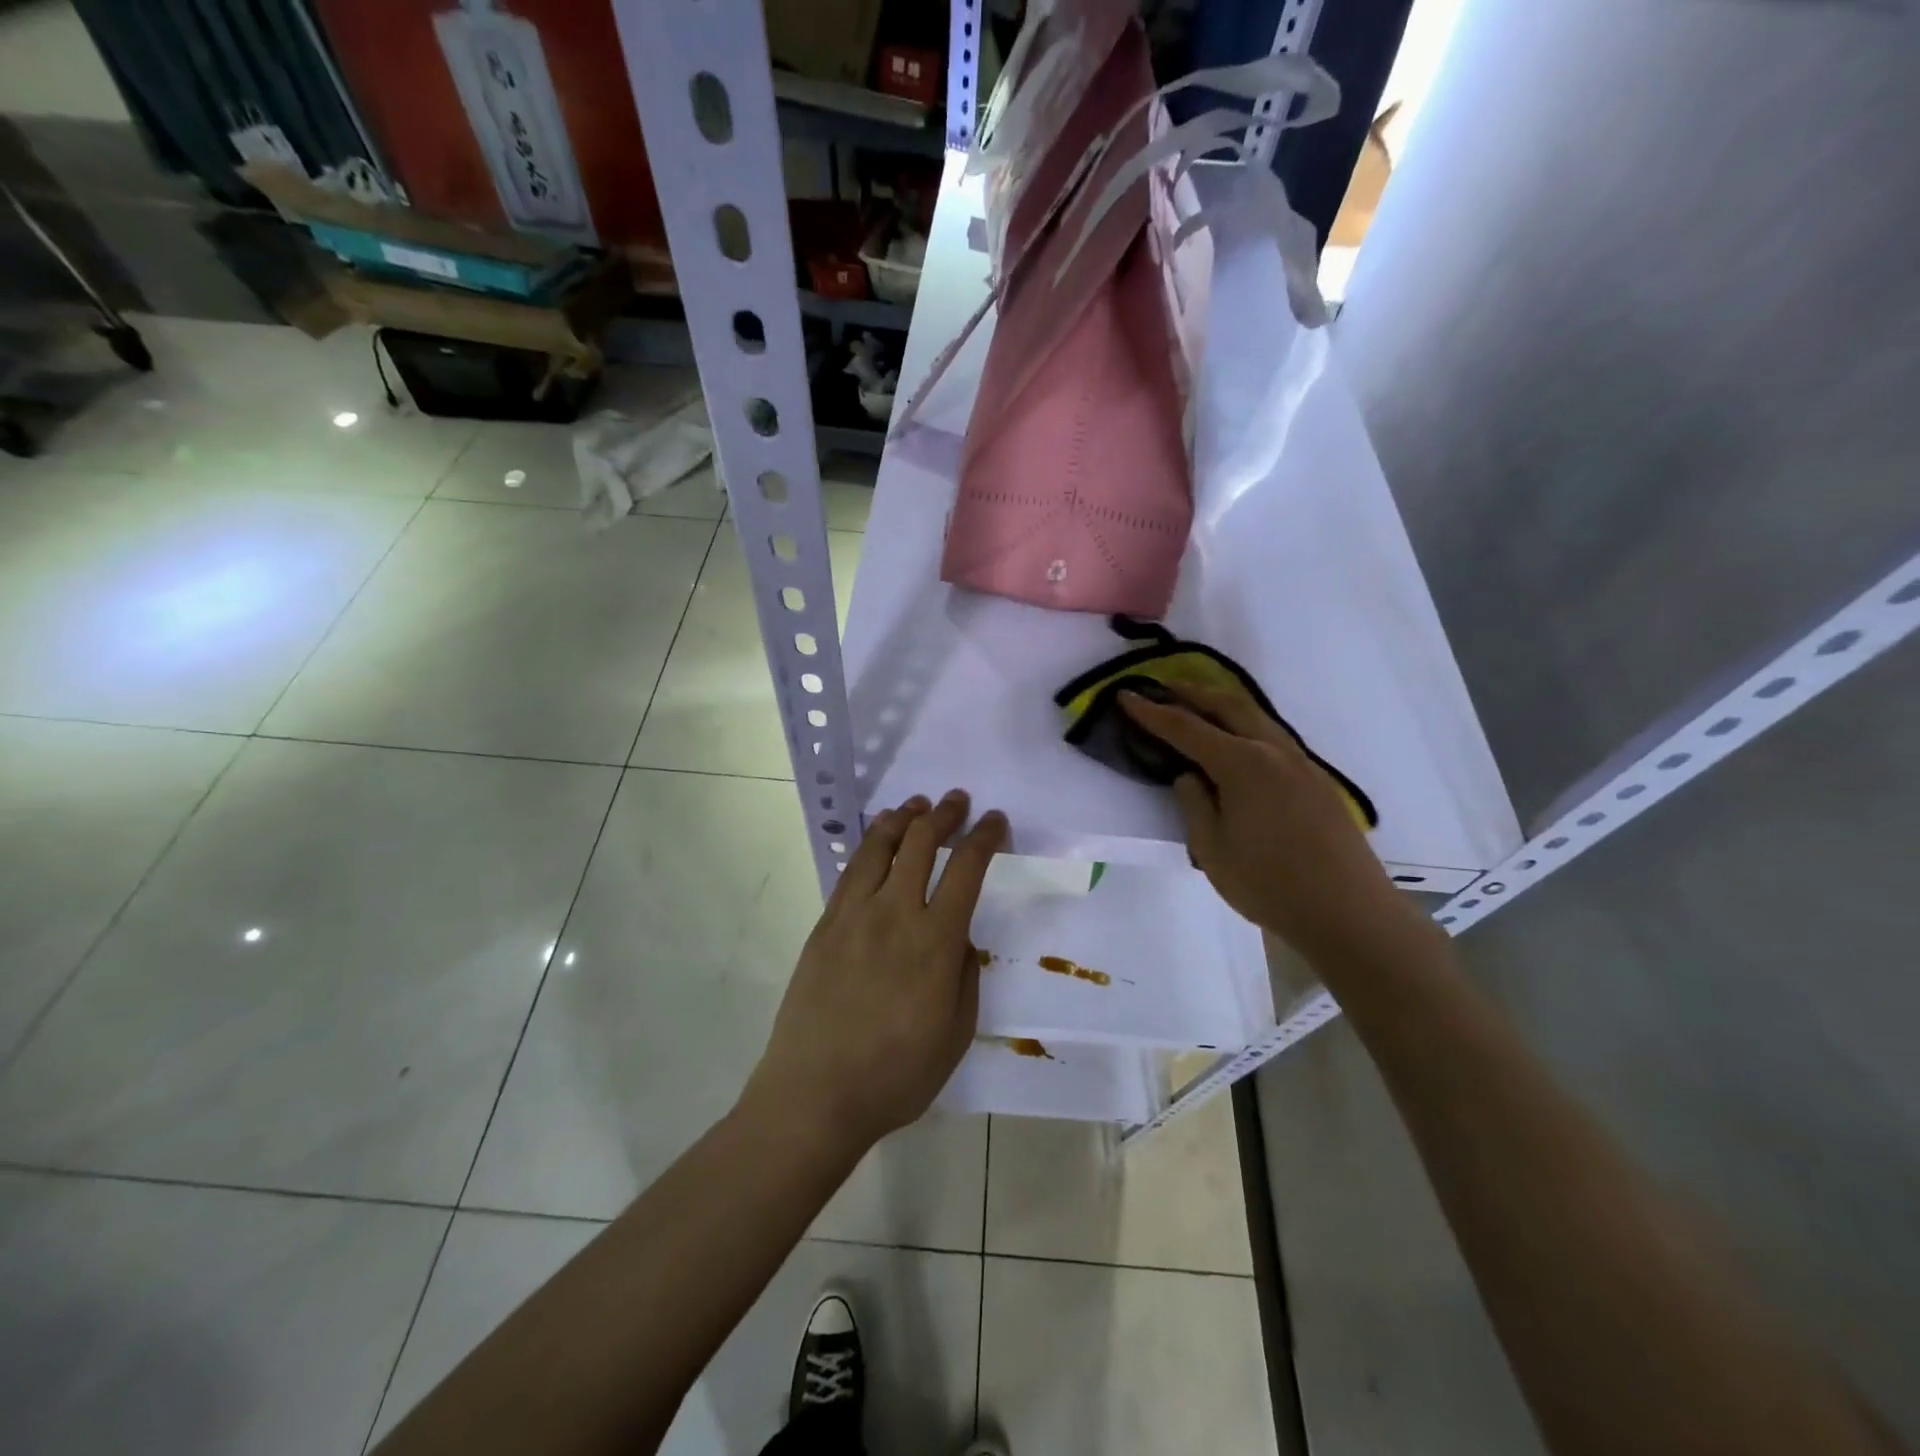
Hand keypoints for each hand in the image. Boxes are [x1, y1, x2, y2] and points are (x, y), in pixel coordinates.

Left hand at [743, 790, 1007, 1154]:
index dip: (984, 837)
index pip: (966, 870)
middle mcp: (895, 914)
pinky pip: (851, 872)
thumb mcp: (956, 1034)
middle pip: (921, 844)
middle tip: (957, 800)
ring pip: (880, 848)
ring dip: (902, 819)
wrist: (814, 1093)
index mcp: (935, 941)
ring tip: (915, 805)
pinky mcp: (825, 926)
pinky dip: (869, 846)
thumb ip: (965, 977)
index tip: (995, 820)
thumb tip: (959, 940)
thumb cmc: (896, 1074)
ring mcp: (853, 916)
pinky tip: (877, 843)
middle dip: (944, 814)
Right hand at [1121, 687, 1426, 964]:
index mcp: (1243, 764)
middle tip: (1163, 687)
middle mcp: (1273, 751)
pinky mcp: (1317, 781)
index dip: (1152, 713)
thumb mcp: (1211, 848)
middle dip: (1192, 692)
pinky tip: (1238, 742)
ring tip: (1198, 706)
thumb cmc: (1268, 884)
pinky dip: (1246, 726)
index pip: (1186, 728)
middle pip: (1228, 705)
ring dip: (1222, 705)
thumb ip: (1194, 804)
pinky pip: (1274, 737)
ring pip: (1257, 717)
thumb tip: (1190, 777)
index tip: (1126, 696)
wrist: (1348, 913)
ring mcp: (1301, 763)